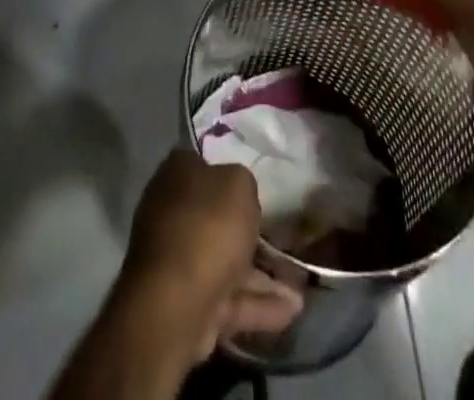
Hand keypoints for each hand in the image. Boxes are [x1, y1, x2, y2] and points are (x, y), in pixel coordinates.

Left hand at [117, 151, 301, 364]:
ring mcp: (179, 262)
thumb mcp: (239, 185)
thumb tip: (240, 193)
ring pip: (226, 262)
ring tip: (300, 285)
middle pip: (217, 217)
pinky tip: (292, 311)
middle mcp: (172, 213)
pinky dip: (258, 305)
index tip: (256, 185)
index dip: (229, 172)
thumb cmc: (207, 227)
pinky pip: (229, 299)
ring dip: (262, 275)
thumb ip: (244, 183)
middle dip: (250, 232)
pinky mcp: (189, 304)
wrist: (175, 304)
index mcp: (177, 175)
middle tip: (284, 237)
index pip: (203, 164)